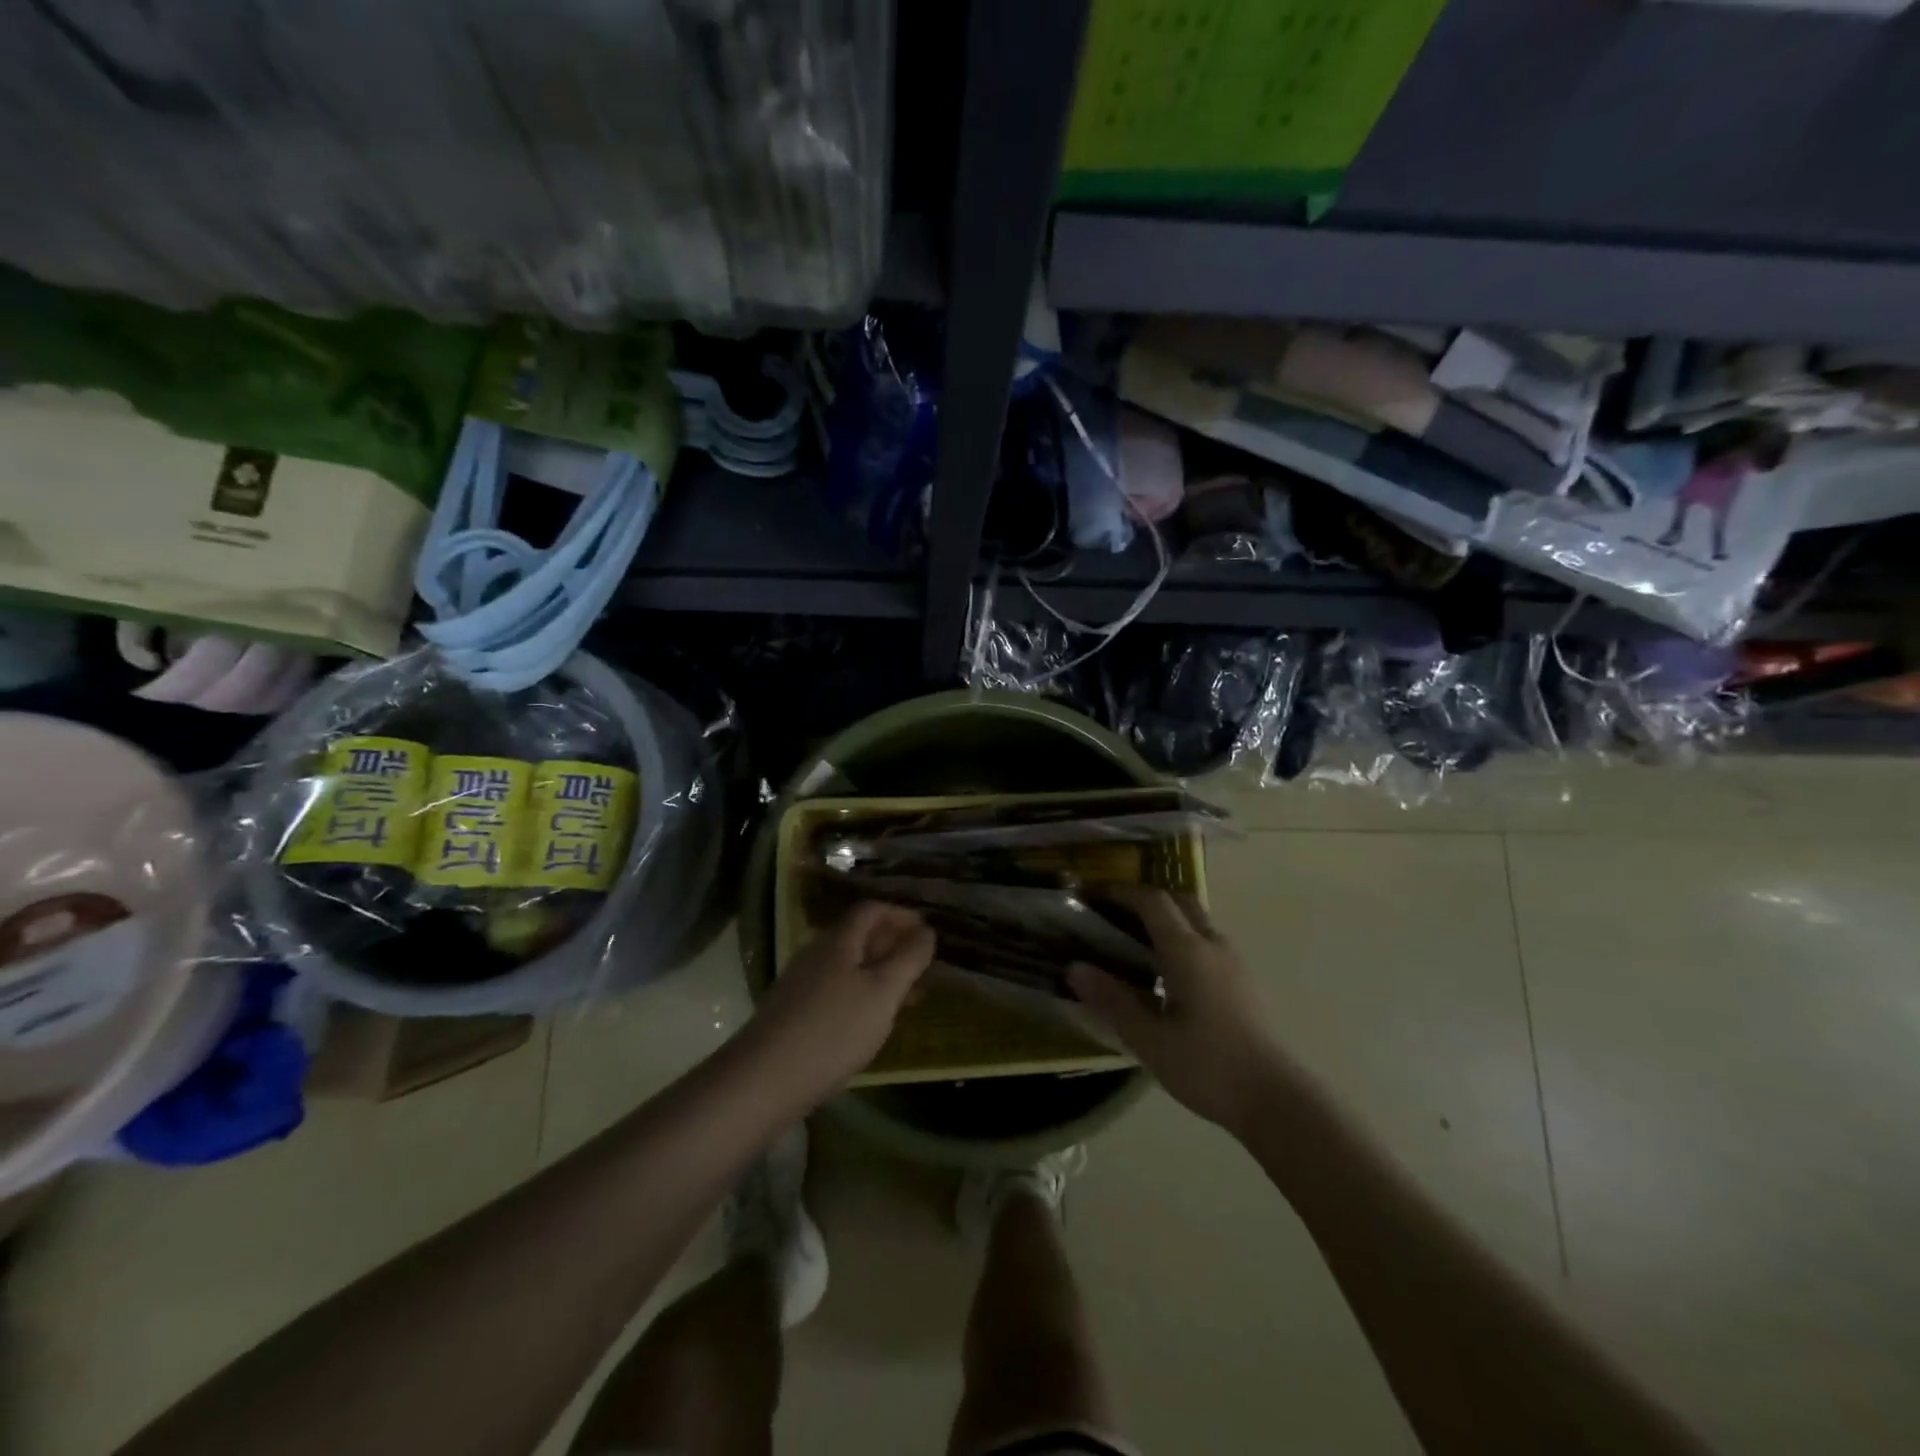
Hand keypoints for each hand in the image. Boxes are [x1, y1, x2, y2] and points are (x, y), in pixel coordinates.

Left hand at [746, 902, 935, 1104]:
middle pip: (858, 936)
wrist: (764, 1080)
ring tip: (906, 997)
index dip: (900, 914)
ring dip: (879, 973)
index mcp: (838, 941)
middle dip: (892, 945)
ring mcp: (801, 984)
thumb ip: (909, 958)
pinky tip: (871, 1023)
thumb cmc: (834, 1028)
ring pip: (848, 966)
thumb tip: (926, 929)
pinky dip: (861, 995)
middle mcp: (816, 954)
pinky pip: (836, 990)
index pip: (871, 910)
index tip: (926, 930)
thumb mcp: (883, 991)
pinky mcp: (793, 1013)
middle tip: (922, 965)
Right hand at [1068, 886, 1294, 1134]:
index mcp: (1187, 950)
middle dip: (1147, 899)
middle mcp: (1213, 945)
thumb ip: (1112, 1001)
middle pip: (1180, 901)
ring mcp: (1235, 963)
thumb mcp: (1149, 1039)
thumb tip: (1074, 968)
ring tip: (1138, 945)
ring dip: (1168, 920)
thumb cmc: (1208, 1066)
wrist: (1278, 1100)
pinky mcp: (1246, 983)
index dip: (1122, 892)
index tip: (1095, 894)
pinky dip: (1184, 940)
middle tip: (1116, 915)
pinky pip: (1209, 943)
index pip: (1152, 901)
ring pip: (1198, 922)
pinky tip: (1170, 976)